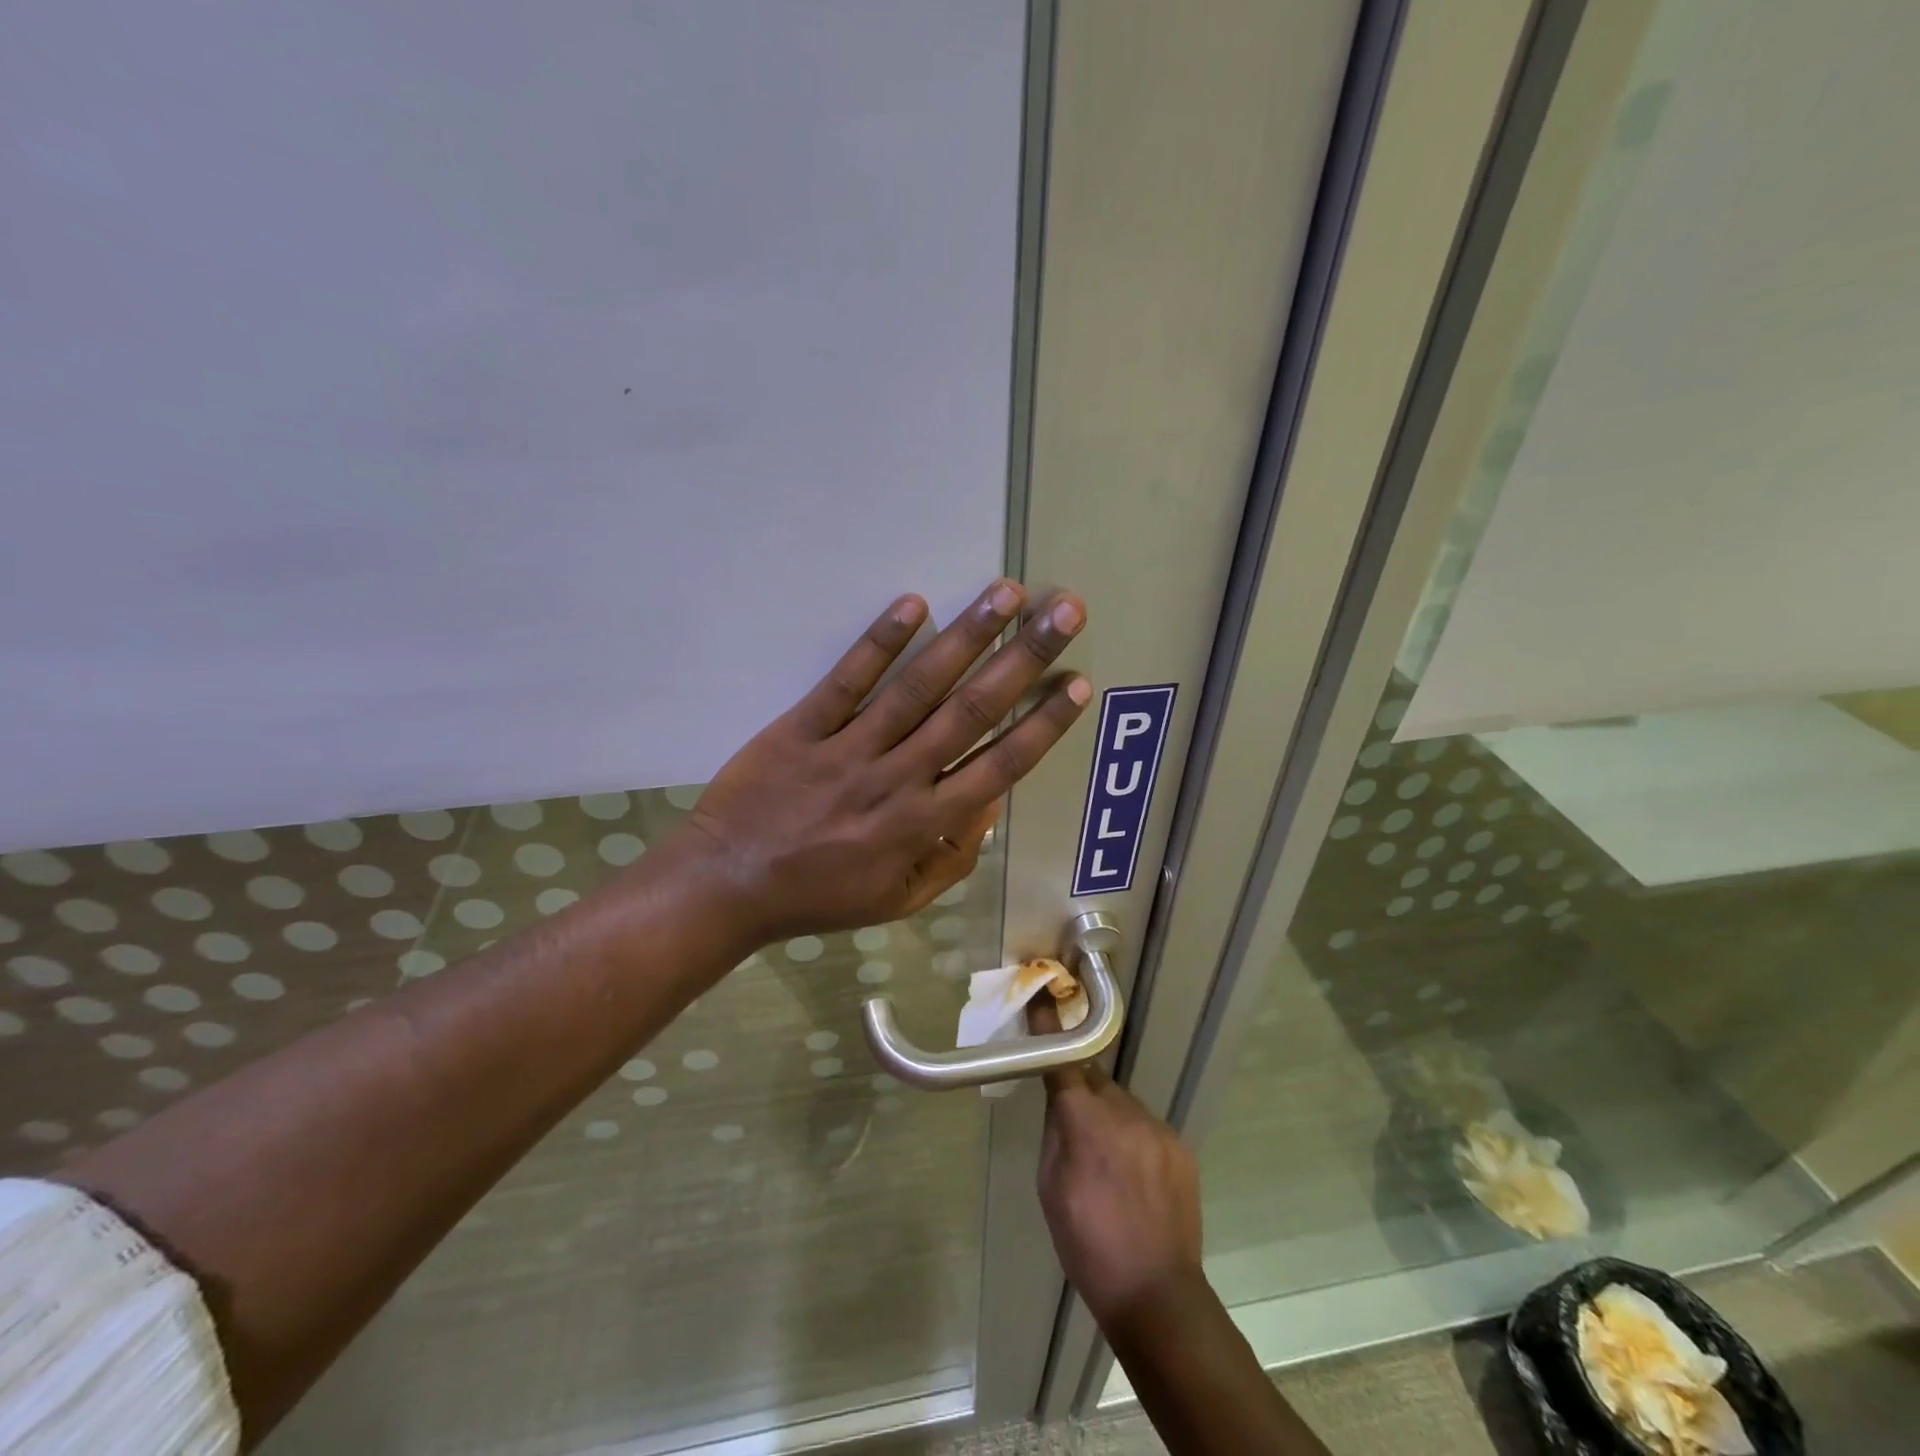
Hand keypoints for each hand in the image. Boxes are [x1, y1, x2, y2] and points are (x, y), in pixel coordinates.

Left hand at [679, 580, 1089, 942]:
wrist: (728, 886)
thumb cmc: (818, 896)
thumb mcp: (898, 899)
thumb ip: (951, 858)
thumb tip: (990, 807)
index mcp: (923, 823)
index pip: (999, 765)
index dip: (1043, 724)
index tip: (1077, 683)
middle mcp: (897, 778)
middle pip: (971, 711)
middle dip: (1024, 660)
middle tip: (1064, 612)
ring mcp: (849, 749)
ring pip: (918, 688)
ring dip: (967, 637)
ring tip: (1006, 594)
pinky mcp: (802, 728)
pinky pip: (845, 682)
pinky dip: (879, 643)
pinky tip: (914, 604)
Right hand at [1031, 1003, 1204, 1331]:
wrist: (1156, 1293)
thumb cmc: (1087, 1244)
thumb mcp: (1050, 1187)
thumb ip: (1055, 1131)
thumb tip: (1060, 1099)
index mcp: (1084, 1122)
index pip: (1062, 1060)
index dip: (1050, 1028)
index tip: (1042, 997)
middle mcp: (1123, 1111)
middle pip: (1094, 1079)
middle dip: (1080, 1089)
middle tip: (1072, 1119)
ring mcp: (1156, 1126)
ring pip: (1120, 1102)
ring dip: (1108, 1115)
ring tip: (1107, 1158)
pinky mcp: (1178, 1143)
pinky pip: (1145, 1124)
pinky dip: (1133, 1136)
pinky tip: (1133, 1173)